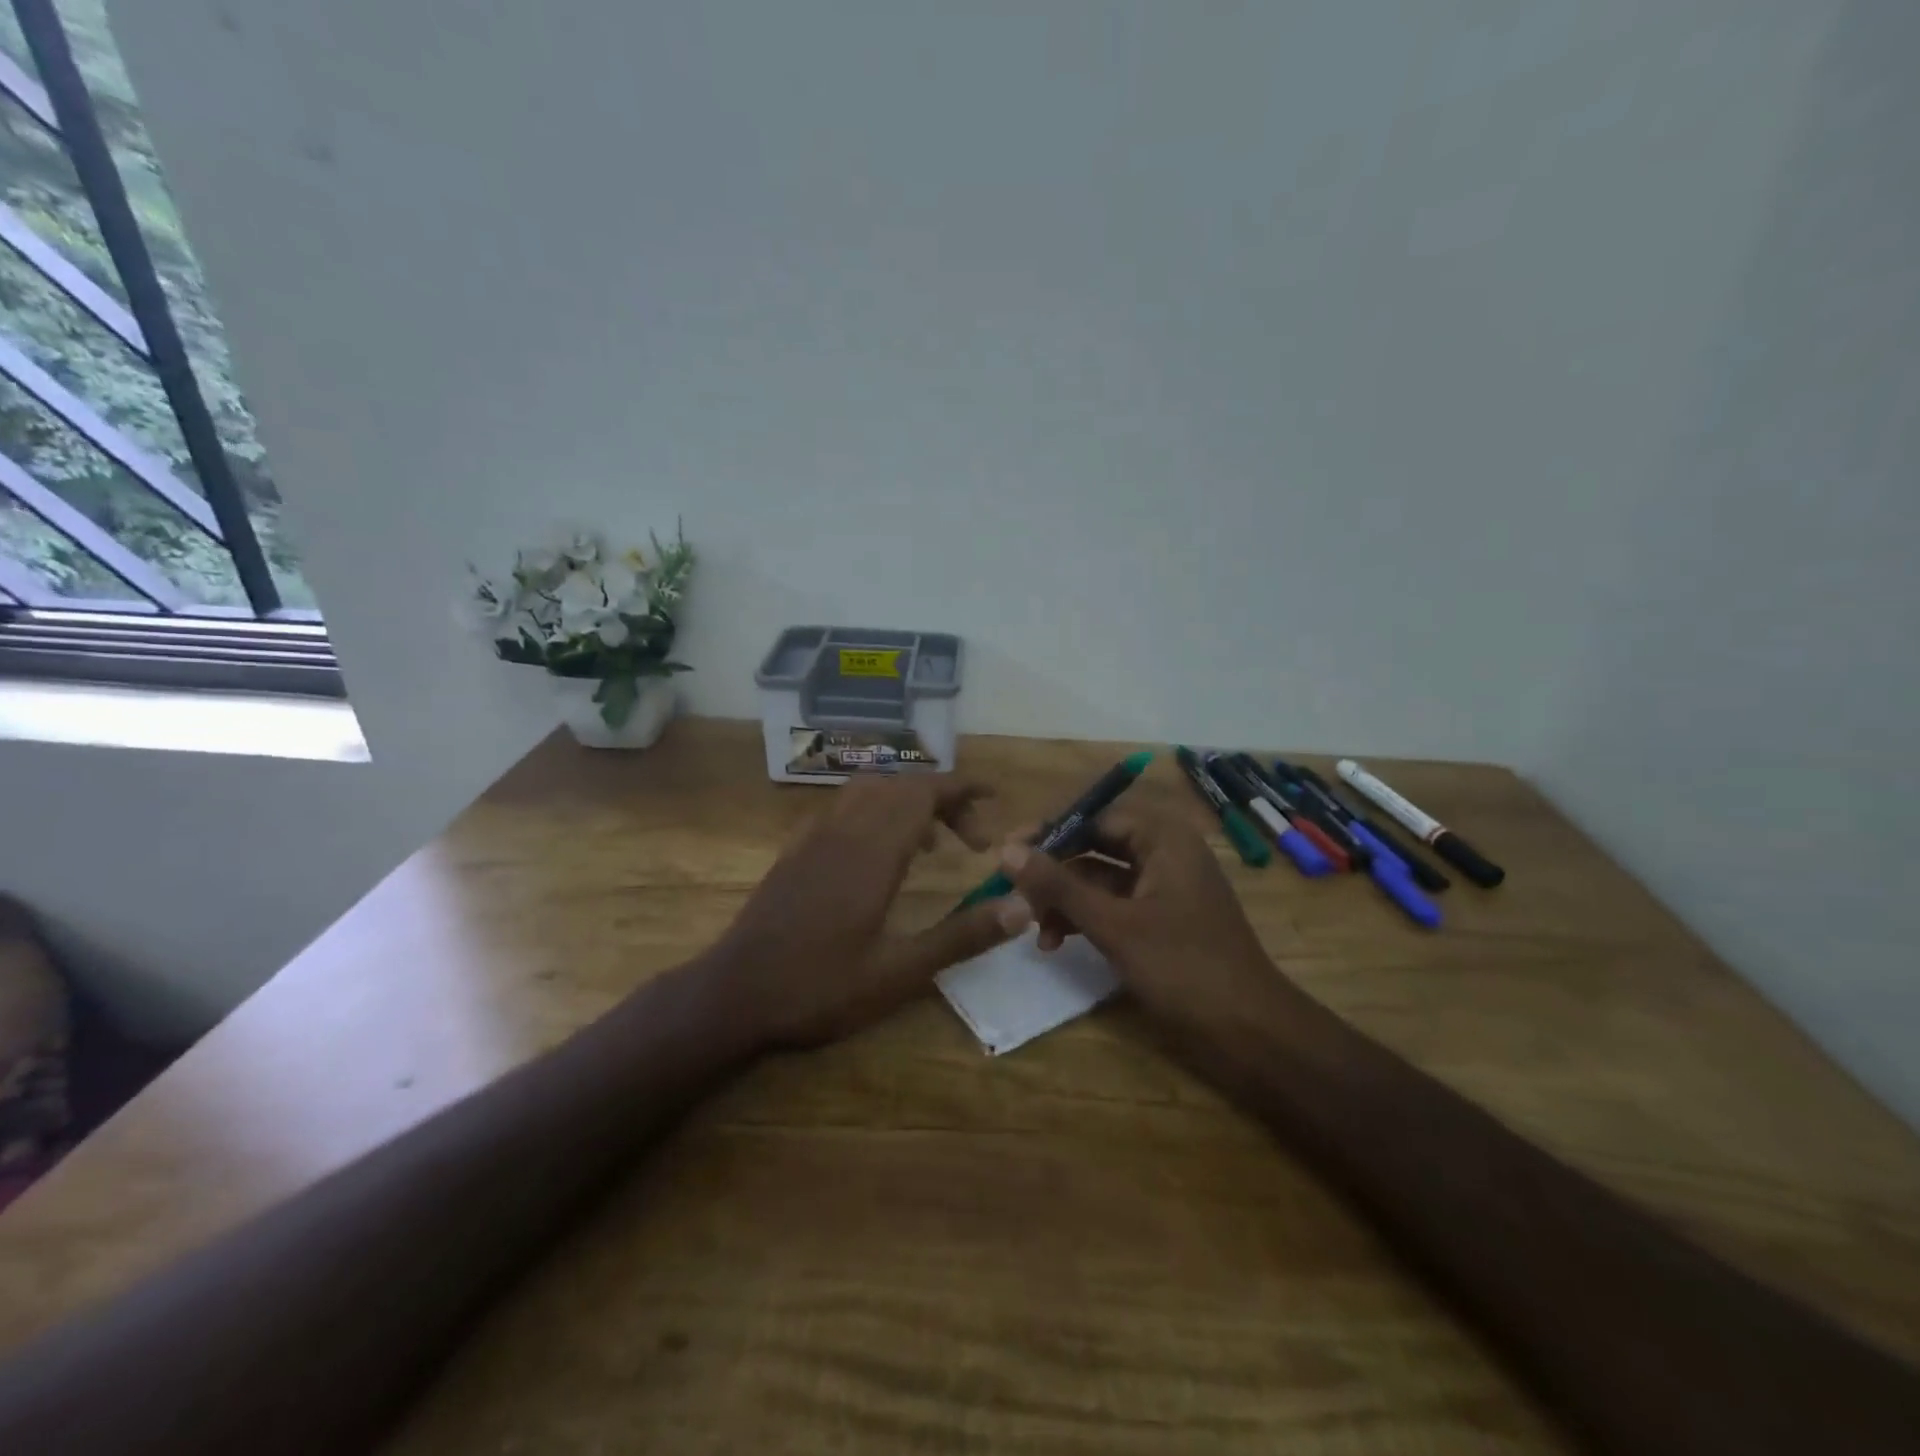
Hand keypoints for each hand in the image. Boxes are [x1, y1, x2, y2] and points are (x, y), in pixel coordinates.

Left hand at [707, 776, 1027, 1050]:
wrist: (732, 994)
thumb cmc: (818, 987)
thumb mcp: (899, 973)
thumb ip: (961, 937)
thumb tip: (1021, 906)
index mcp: (872, 852)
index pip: (924, 793)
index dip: (962, 787)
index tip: (994, 796)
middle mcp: (843, 830)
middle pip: (902, 787)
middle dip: (945, 800)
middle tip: (974, 840)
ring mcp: (813, 837)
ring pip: (869, 791)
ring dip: (908, 802)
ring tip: (933, 841)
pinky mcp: (795, 850)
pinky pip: (843, 808)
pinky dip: (875, 811)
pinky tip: (878, 851)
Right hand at [997, 807, 1299, 1043]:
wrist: (1250, 1032)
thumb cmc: (1183, 967)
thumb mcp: (1113, 924)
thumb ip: (1058, 886)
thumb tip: (1006, 851)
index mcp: (1164, 839)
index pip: (1094, 817)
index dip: (1050, 832)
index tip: (1007, 850)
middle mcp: (1165, 854)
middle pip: (1095, 848)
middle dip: (1054, 873)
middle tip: (1014, 894)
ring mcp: (1164, 889)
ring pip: (1100, 880)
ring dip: (1065, 901)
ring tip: (1034, 930)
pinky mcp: (1161, 921)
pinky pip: (1113, 906)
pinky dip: (1085, 919)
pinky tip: (1057, 943)